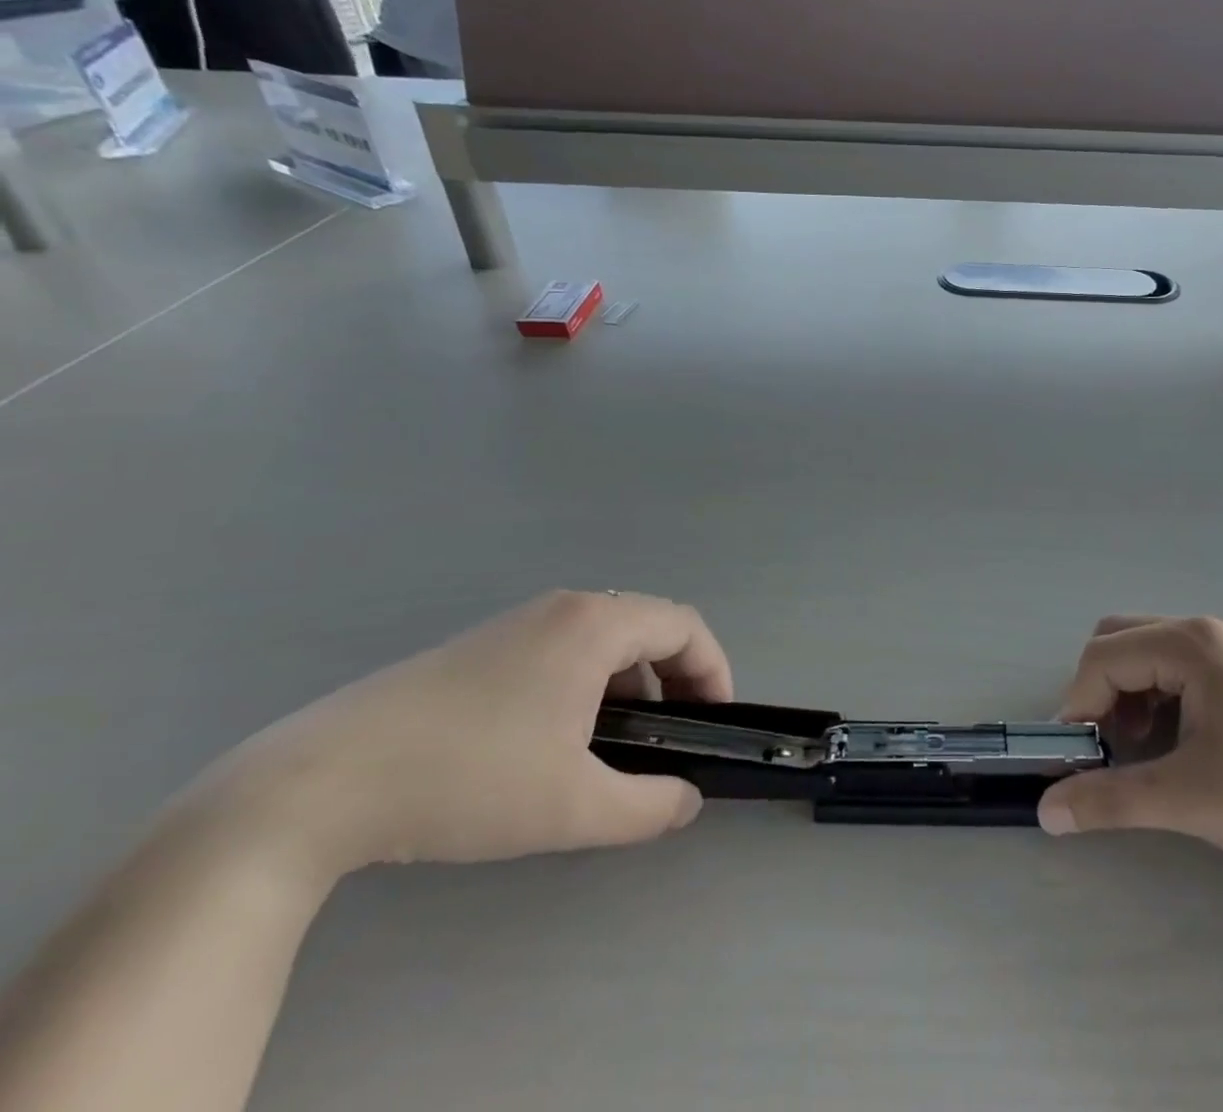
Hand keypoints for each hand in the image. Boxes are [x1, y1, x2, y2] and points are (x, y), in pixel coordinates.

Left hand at [189, 591, 733, 883]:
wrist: (316, 785)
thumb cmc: (468, 779)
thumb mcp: (573, 808)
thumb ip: (649, 806)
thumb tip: (687, 802)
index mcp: (595, 624)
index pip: (684, 626)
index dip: (713, 670)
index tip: (714, 722)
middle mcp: (562, 607)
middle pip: (647, 626)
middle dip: (675, 678)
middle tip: (673, 734)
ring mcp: (515, 622)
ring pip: (603, 637)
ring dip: (630, 682)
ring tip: (616, 743)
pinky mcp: (478, 647)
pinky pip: (561, 648)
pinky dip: (587, 682)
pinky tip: (555, 738)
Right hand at [1038, 615, 1222, 898]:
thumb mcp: (1192, 798)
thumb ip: (1111, 799)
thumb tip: (1046, 809)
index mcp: (1189, 644)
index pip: (1103, 657)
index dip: (1078, 705)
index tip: (1079, 760)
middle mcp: (1204, 633)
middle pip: (1119, 643)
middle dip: (1100, 693)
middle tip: (1109, 749)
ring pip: (1147, 656)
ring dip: (1128, 698)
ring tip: (1143, 753)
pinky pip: (1176, 671)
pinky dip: (1158, 702)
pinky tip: (1177, 746)